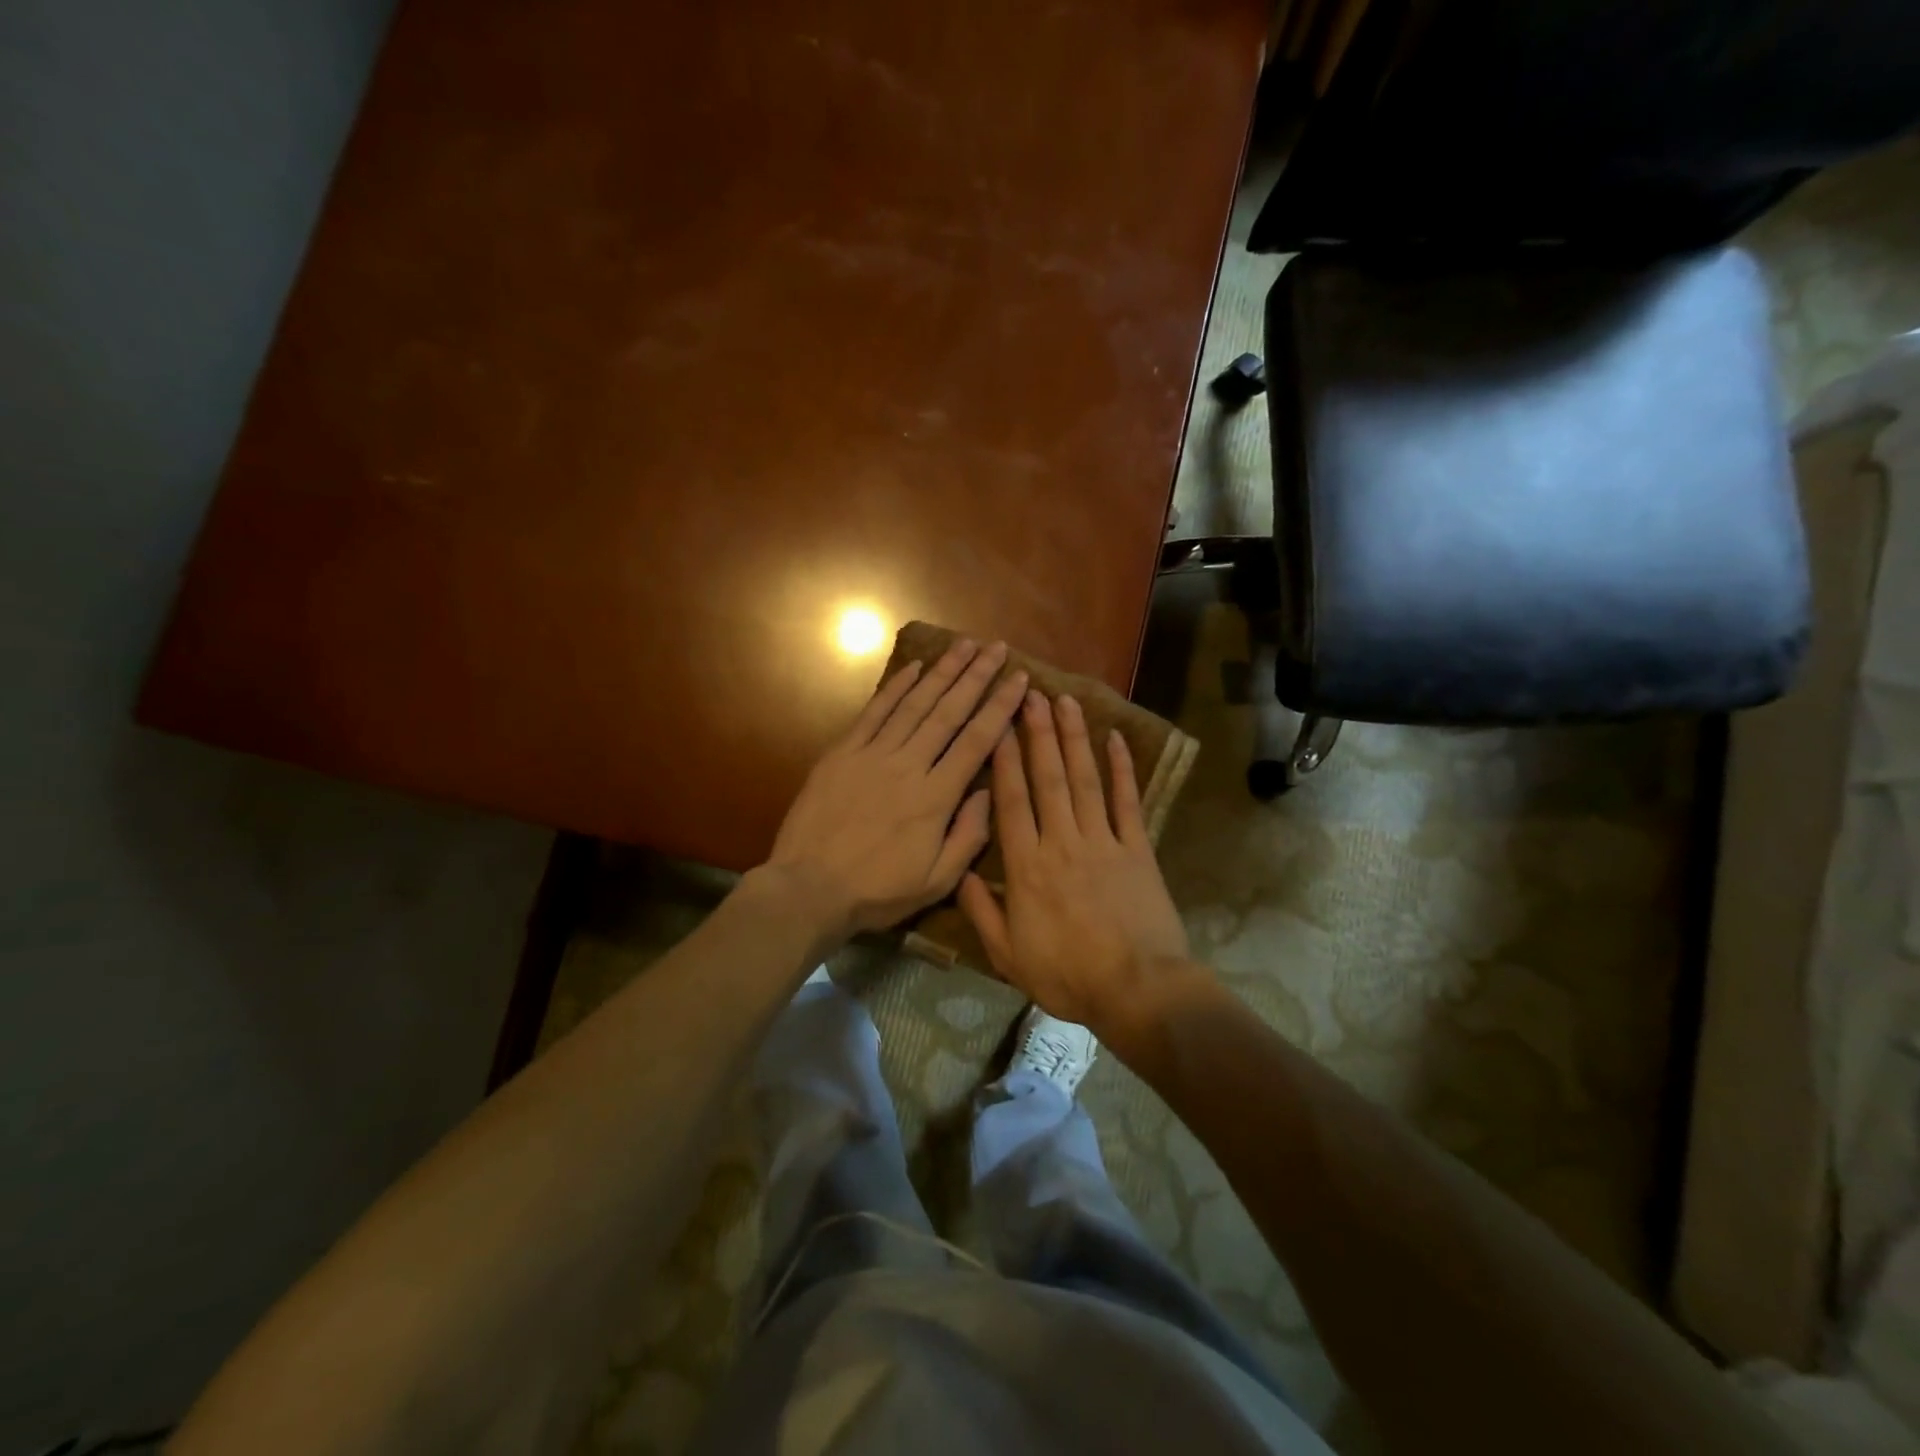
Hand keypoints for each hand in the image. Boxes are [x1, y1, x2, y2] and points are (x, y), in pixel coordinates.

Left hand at [762, 639, 1027, 940]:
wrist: (808, 888)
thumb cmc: (877, 891)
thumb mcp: (936, 881)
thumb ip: (968, 836)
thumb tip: (988, 792)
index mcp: (936, 797)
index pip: (977, 741)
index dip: (1000, 706)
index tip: (1019, 679)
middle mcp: (909, 765)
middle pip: (949, 712)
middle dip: (976, 676)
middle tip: (997, 647)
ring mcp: (873, 754)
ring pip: (915, 704)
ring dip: (942, 672)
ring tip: (964, 645)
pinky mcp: (843, 753)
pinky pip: (874, 712)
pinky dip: (896, 688)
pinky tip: (914, 667)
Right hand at [958, 692, 1190, 1029]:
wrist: (1138, 991)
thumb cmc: (1068, 976)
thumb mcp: (1008, 955)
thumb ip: (982, 911)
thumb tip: (961, 873)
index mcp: (1027, 866)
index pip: (1011, 800)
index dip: (1004, 758)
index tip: (998, 724)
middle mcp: (1062, 842)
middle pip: (1047, 778)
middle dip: (1038, 732)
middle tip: (1030, 693)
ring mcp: (1103, 841)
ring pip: (1084, 780)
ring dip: (1073, 739)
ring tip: (1065, 702)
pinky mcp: (1138, 849)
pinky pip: (1127, 802)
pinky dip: (1122, 770)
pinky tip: (1115, 739)